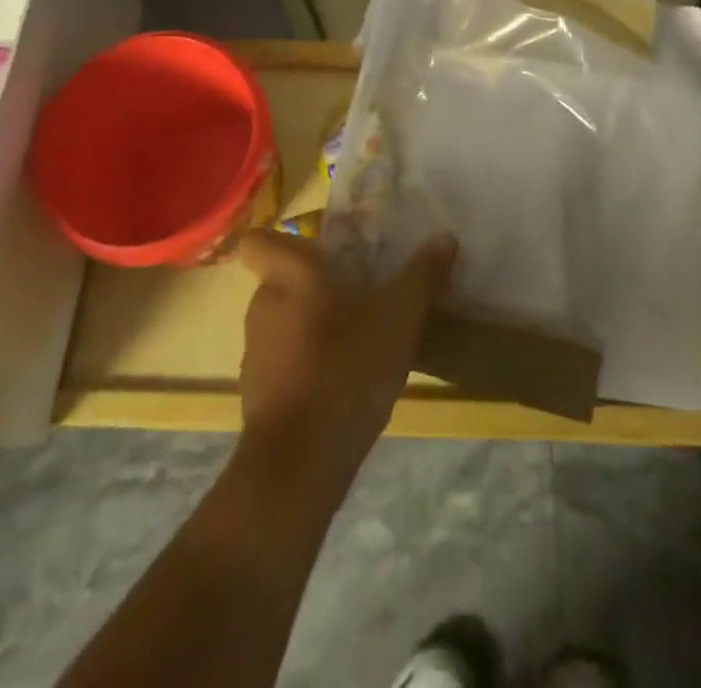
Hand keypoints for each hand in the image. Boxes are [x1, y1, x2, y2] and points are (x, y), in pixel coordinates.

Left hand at [235, 229, 456, 497]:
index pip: (258, 241)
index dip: (282, 241)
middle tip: (361, 294)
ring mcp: (255, 351)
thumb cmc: (346, 369)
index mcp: (291, 274)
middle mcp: (264, 304)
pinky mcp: (257, 392)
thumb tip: (445, 237)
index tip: (319, 251)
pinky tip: (344, 382)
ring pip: (286, 321)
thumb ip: (421, 276)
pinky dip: (308, 363)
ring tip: (360, 341)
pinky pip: (285, 360)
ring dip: (316, 326)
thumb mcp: (399, 317)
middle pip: (284, 280)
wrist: (298, 464)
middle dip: (318, 286)